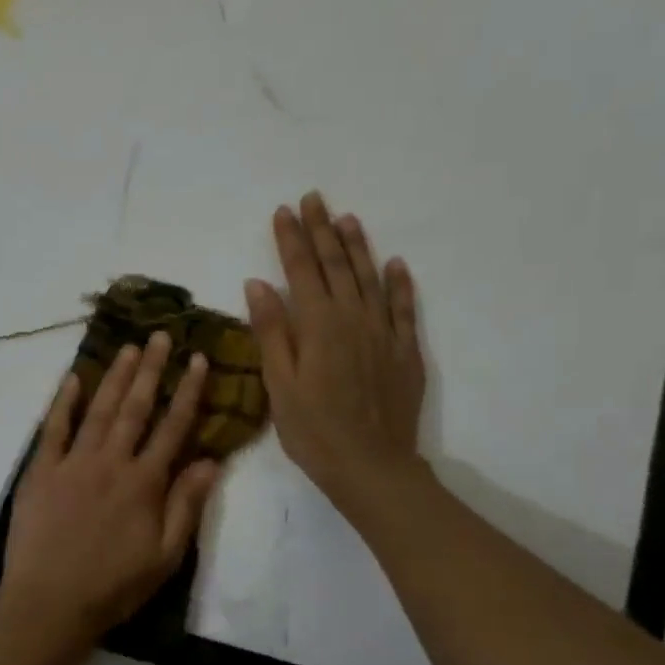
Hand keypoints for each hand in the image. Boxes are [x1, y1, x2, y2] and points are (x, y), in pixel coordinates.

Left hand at [0, 332, 223, 649]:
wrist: (50, 603)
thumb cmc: (113, 586)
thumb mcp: (165, 557)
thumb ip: (186, 506)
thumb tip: (212, 461)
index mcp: (145, 483)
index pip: (173, 427)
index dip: (188, 391)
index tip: (198, 359)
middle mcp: (111, 462)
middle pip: (135, 407)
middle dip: (151, 369)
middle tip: (160, 335)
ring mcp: (73, 463)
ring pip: (98, 410)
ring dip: (114, 376)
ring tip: (128, 348)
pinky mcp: (41, 471)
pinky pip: (53, 428)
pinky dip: (63, 402)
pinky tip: (72, 379)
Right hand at [245, 192, 427, 517]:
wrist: (371, 466)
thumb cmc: (313, 430)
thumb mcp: (279, 384)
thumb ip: (271, 331)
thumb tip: (258, 283)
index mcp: (318, 326)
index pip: (301, 271)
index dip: (290, 240)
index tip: (283, 211)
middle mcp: (353, 319)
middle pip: (337, 265)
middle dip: (322, 231)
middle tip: (314, 199)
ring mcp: (384, 333)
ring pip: (370, 278)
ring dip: (358, 246)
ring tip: (347, 219)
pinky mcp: (405, 351)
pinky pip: (404, 308)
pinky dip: (399, 283)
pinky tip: (395, 264)